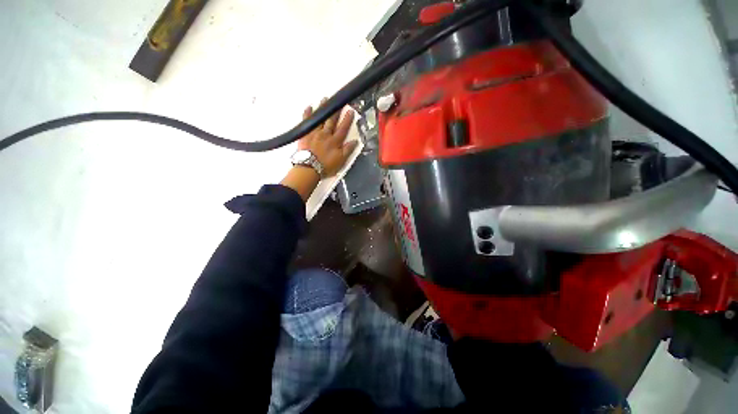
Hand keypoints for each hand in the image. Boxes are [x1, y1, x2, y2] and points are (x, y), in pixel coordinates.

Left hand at [298, 98, 357, 176]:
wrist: (309, 168)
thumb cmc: (326, 166)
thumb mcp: (340, 161)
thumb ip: (348, 150)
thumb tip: (355, 141)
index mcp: (335, 141)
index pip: (343, 128)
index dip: (347, 120)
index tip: (350, 111)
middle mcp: (325, 134)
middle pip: (331, 121)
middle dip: (336, 111)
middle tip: (339, 101)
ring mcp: (314, 133)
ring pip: (320, 118)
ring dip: (323, 109)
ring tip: (325, 99)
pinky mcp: (305, 134)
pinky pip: (306, 122)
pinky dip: (307, 114)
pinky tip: (309, 107)